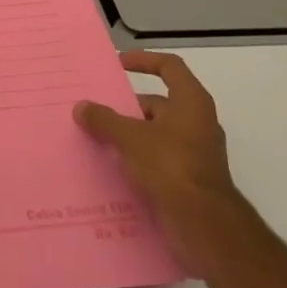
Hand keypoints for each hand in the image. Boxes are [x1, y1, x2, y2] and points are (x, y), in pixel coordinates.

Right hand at [75, 51, 245, 276]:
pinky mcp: (188, 180)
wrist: (205, 227)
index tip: (118, 64)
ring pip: (155, 133)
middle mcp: (197, 123)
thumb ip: (104, 119)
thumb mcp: (130, 137)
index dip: (144, 60)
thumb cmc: (171, 167)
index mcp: (191, 103)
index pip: (170, 67)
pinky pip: (157, 159)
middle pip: (158, 103)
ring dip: (129, 134)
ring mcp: (195, 153)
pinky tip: (111, 167)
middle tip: (96, 110)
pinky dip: (136, 159)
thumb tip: (81, 107)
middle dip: (127, 106)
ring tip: (97, 138)